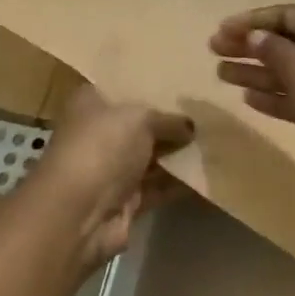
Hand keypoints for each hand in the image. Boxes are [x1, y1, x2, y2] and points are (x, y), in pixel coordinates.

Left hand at [24, 84, 192, 270]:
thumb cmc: (102, 148)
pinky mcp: (125, 201)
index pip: (122, 87)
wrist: (77, 216)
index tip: (184, 79)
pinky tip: (209, 171)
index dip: (150, 84)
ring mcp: (111, 169)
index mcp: (91, 103)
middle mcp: (99, 134)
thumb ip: (168, 119)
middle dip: (171, 121)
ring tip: (217, 139)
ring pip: (151, 156)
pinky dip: (180, 181)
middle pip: (140, 124)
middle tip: (209, 111)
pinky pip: (159, 186)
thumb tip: (190, 126)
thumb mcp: (140, 119)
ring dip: (179, 153)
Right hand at [209, 5, 294, 207]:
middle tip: (213, 50)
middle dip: (249, 46)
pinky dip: (273, 96)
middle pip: (284, 43)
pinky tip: (247, 98)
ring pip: (287, 72)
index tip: (221, 29)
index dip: (252, 21)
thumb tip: (255, 36)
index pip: (287, 16)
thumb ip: (275, 51)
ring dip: (255, 72)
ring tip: (220, 74)